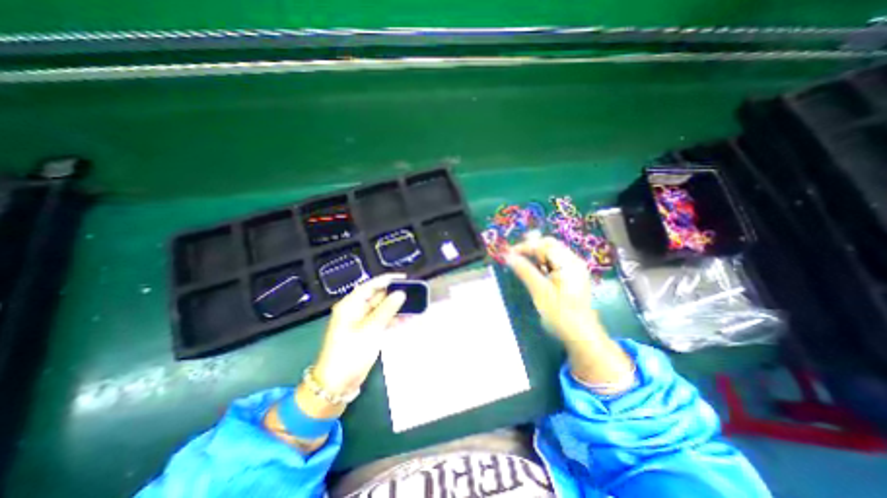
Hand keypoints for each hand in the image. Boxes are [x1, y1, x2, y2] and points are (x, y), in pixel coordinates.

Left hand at [314, 273, 406, 399]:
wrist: (337, 384)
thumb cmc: (350, 353)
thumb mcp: (370, 329)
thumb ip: (387, 309)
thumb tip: (401, 293)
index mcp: (350, 305)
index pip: (371, 285)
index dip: (388, 280)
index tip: (405, 278)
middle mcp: (355, 310)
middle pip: (377, 296)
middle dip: (394, 295)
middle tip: (414, 293)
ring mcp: (361, 321)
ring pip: (382, 309)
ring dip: (396, 308)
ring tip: (415, 308)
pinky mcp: (366, 332)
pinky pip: (382, 320)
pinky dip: (393, 320)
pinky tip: (407, 321)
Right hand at [506, 236, 595, 341]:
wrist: (581, 335)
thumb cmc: (560, 314)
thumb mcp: (540, 291)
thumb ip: (524, 271)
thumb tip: (508, 256)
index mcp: (569, 263)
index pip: (544, 245)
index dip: (525, 247)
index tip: (508, 254)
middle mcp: (573, 261)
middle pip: (549, 245)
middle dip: (530, 249)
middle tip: (515, 259)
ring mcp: (573, 268)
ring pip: (551, 253)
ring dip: (535, 256)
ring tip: (523, 266)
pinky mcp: (571, 276)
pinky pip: (554, 263)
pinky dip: (541, 264)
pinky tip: (535, 273)